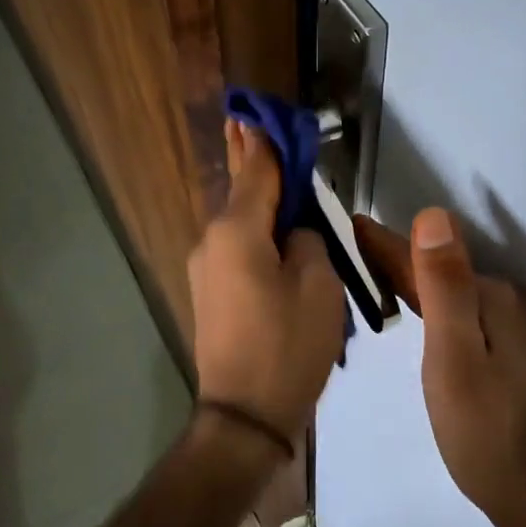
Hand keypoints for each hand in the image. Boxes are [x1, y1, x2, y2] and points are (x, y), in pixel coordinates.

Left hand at [189, 121, 347, 439]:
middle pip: (242, 194)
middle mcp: (211, 242)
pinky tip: (276, 235)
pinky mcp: (211, 296)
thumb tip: (296, 232)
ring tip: (280, 183)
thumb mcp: (319, 285)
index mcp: (237, 232)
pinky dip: (257, 236)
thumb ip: (309, 241)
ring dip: (261, 205)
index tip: (261, 110)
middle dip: (253, 161)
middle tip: (252, 124)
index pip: (257, 170)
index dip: (266, 140)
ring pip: (241, 225)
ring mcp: (206, 271)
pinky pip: (238, 252)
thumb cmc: (288, 346)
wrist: (245, 416)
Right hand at [354, 209, 525, 526]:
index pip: (429, 259)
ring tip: (373, 274)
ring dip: (415, 281)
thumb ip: (445, 287)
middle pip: (441, 272)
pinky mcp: (515, 354)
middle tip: (351, 249)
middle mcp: (511, 304)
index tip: (351, 225)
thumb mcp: (456, 358)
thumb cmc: (487, 434)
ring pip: (453, 294)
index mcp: (495, 298)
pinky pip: (465, 314)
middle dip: (398, 259)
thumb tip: (434, 215)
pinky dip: (435, 307)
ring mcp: (517, 330)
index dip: (386, 245)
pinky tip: (418, 313)